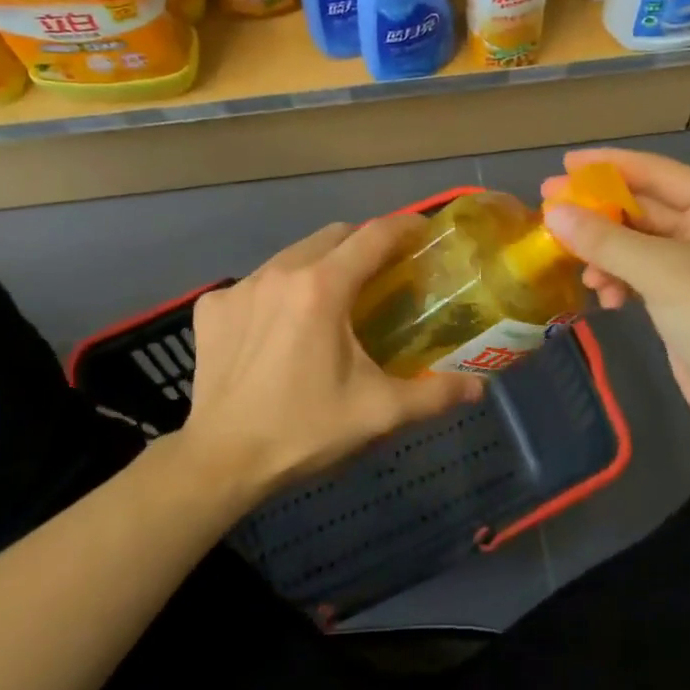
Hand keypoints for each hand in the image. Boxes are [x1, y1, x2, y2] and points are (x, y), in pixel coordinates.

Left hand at [183, 217, 484, 498]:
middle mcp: (280, 272)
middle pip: (334, 236)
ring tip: (334, 300)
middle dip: (364, 244)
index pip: (373, 235)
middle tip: (384, 274)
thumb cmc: (304, 430)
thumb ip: (433, 395)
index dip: (404, 228)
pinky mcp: (212, 307)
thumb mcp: (377, 413)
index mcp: (323, 288)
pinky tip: (279, 327)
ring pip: (293, 255)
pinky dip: (278, 292)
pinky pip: (256, 282)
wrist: (220, 461)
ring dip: (321, 265)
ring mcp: (240, 286)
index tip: (424, 234)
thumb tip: (477, 388)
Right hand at [541, 148, 689, 432]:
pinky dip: (619, 278)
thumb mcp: (661, 272)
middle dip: (599, 214)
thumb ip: (605, 239)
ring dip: (606, 253)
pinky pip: (642, 270)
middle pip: (644, 206)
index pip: (656, 171)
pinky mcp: (686, 292)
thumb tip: (553, 213)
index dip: (608, 166)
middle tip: (549, 209)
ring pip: (638, 241)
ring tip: (578, 268)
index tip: (564, 164)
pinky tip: (604, 297)